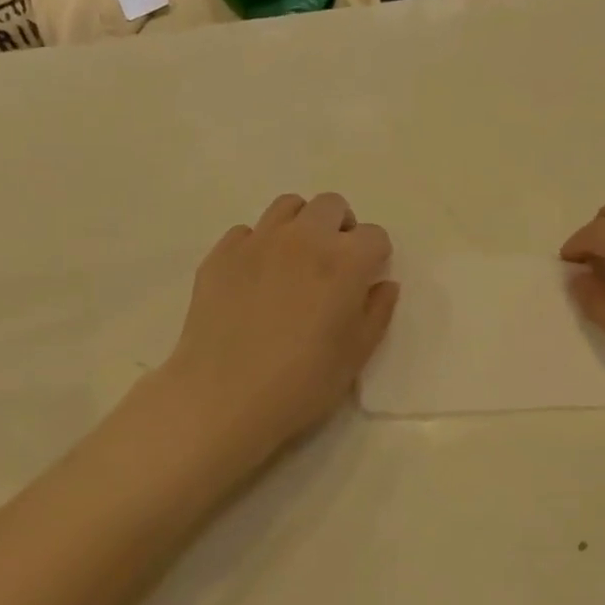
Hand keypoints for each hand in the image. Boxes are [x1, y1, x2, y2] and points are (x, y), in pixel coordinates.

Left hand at [157, 193, 398, 470]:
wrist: (223, 399)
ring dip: (301, 225)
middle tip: (334, 263)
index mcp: (344, 261)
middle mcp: (303, 238)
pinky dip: (259, 246)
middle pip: (331, 205)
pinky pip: (247, 232)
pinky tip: (255, 279)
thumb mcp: (356, 355)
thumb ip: (377, 311)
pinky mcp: (221, 254)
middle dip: (340, 227)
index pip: (374, 235)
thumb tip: (383, 284)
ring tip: (296, 261)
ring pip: (288, 206)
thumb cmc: (302, 383)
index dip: (375, 256)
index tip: (365, 280)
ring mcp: (258, 241)